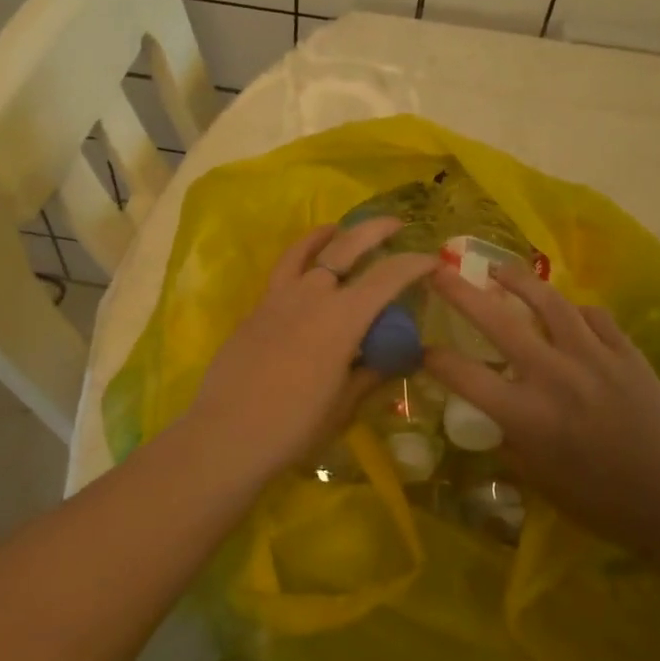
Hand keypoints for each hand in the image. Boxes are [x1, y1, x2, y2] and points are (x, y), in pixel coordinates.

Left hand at [180, 217, 437, 479]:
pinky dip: (300, 255)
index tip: (432, 260)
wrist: (226, 435)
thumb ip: (371, 373)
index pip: (387, 278)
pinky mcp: (257, 308)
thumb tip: (398, 358)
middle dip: (375, 230)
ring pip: (308, 249)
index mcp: (342, 319)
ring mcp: (280, 297)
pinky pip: (283, 269)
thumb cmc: (294, 427)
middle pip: (348, 247)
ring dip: (331, 234)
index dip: (414, 264)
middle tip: (397, 225)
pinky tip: (304, 263)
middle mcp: (313, 296)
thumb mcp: (344, 404)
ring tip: (342, 229)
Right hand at [426, 264, 659, 559]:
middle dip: (461, 292)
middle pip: (497, 321)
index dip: (433, 358)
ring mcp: (593, 357)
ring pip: (549, 302)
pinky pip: (594, 316)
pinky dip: (575, 311)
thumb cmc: (597, 500)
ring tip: (500, 270)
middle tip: (440, 270)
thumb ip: (510, 440)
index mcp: (525, 414)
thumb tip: (495, 415)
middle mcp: (553, 375)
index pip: (463, 375)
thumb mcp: (537, 480)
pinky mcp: (626, 352)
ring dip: (518, 281)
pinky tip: (568, 312)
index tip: (422, 349)